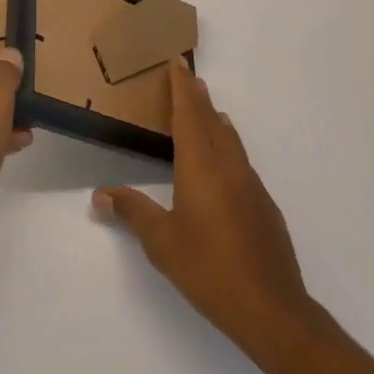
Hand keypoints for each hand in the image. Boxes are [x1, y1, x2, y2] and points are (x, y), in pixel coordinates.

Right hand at [94, 62, 320, 373]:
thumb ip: (132, 212)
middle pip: (212, 121)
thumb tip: (101, 194)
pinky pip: (241, 161)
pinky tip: (224, 164)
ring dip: (215, 120)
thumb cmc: (210, 270)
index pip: (189, 115)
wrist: (273, 310)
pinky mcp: (264, 207)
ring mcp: (251, 186)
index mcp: (201, 167)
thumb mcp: (162, 242)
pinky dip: (228, 147)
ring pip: (231, 140)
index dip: (182, 88)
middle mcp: (228, 166)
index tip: (177, 63)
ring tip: (207, 111)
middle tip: (188, 78)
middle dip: (198, 97)